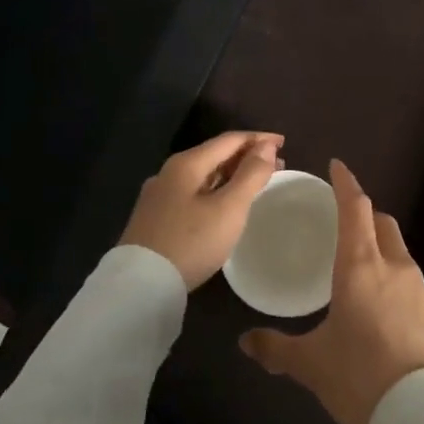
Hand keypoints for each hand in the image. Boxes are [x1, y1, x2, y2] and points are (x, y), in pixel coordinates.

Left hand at [120, 132, 283, 288]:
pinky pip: (194, 192)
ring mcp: (159, 195)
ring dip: (232, 174)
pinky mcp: (156, 217)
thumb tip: (267, 146)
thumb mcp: (229, 208)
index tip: (283, 143)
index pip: (229, 140)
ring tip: (256, 183)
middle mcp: (169, 172)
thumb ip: (251, 175)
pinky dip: (217, 190)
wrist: (141, 285)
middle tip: (277, 165)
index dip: (258, 139)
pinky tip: (225, 203)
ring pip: (204, 175)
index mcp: (187, 163)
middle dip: (247, 157)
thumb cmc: (191, 242)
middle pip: (215, 155)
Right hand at [239, 159, 423, 423]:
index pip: (355, 209)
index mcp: (360, 265)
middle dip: (364, 212)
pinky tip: (380, 298)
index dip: (346, 184)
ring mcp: (417, 288)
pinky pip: (408, 276)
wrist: (422, 412)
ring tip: (359, 261)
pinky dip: (392, 271)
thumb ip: (276, 349)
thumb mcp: (310, 364)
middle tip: (343, 219)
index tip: (337, 167)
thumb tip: (245, 342)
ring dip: (380, 243)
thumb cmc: (360, 376)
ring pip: (398, 248)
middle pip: (382, 222)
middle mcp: (393, 266)